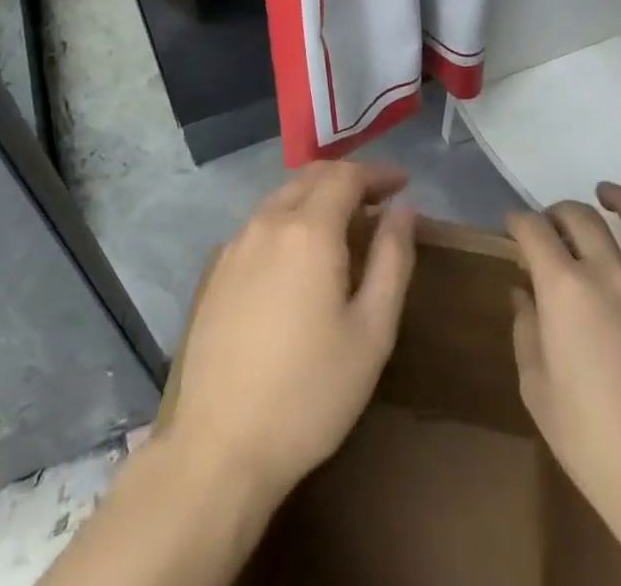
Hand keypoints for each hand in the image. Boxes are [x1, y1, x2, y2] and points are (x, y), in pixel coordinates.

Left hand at [164, 161, 416, 503]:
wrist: (220, 447)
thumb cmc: (310, 393)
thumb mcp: (371, 332)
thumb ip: (392, 260)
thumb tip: (402, 211)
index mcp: (308, 230)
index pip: (346, 175)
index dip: (378, 173)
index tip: (403, 183)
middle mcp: (268, 222)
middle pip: (311, 177)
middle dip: (348, 178)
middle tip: (378, 199)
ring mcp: (236, 245)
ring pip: (282, 197)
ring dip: (316, 196)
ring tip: (344, 224)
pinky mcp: (216, 271)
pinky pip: (260, 223)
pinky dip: (289, 218)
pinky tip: (299, 254)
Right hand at [506, 184, 620, 535]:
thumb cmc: (592, 439)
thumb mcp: (537, 387)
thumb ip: (526, 330)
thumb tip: (524, 293)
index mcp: (565, 288)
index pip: (534, 231)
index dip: (517, 222)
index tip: (511, 228)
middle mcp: (610, 272)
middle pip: (580, 217)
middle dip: (557, 212)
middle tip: (549, 226)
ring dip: (620, 200)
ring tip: (606, 195)